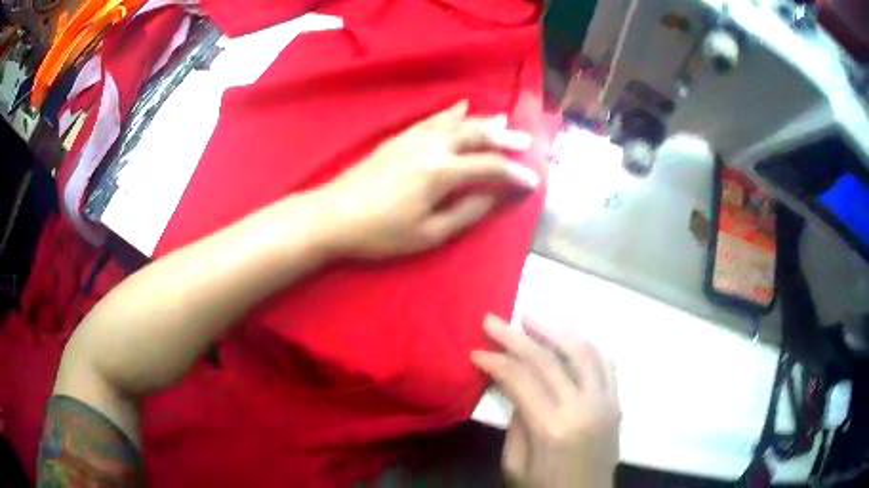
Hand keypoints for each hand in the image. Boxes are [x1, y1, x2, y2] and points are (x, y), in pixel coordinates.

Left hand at [314, 100, 538, 258]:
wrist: (333, 215)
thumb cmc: (380, 232)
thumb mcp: (428, 234)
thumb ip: (466, 212)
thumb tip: (495, 197)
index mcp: (441, 172)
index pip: (490, 167)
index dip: (515, 174)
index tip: (533, 180)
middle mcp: (431, 147)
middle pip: (477, 136)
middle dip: (505, 139)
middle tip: (526, 142)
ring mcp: (413, 138)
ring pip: (457, 123)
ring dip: (483, 122)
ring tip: (504, 121)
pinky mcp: (399, 138)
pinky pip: (432, 119)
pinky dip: (451, 113)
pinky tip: (462, 107)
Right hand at [472, 315, 620, 487]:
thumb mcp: (516, 465)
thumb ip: (516, 424)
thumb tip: (517, 389)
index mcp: (553, 429)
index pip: (522, 381)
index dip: (496, 362)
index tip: (476, 351)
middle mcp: (584, 408)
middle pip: (549, 360)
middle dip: (516, 337)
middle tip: (493, 320)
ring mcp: (606, 403)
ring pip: (583, 352)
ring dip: (555, 331)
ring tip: (531, 319)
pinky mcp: (617, 404)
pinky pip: (605, 364)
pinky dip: (586, 347)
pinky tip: (570, 339)